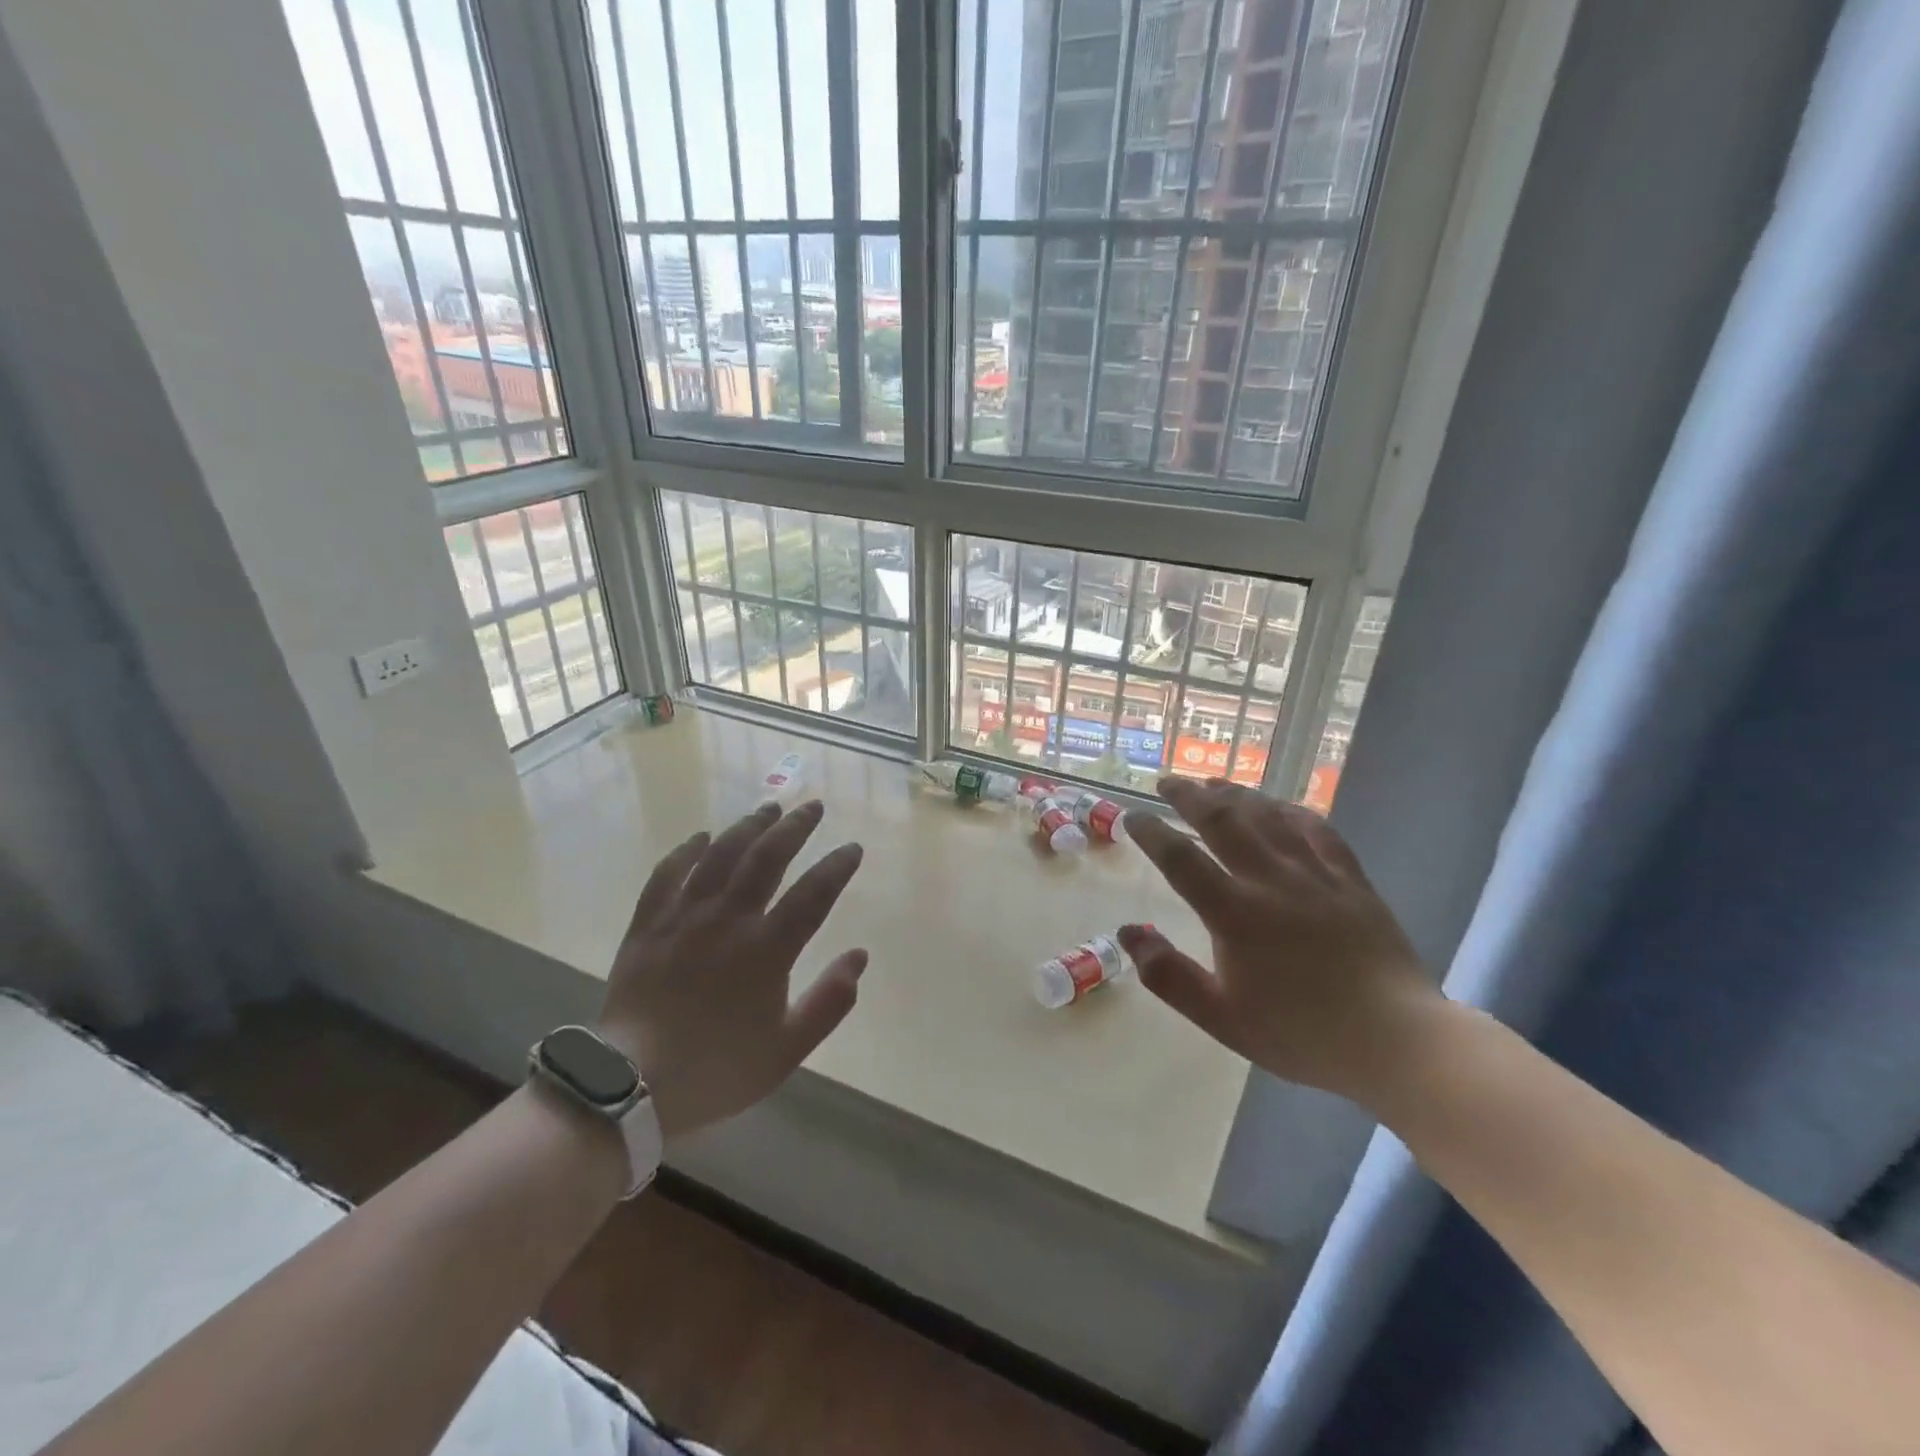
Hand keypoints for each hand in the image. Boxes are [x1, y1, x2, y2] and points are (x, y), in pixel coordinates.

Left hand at [596, 800, 866, 1139]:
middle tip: (813, 806)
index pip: (813, 894)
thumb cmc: (717, 1070)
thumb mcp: (787, 1050)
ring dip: (748, 827)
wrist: (631, 1086)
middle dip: (794, 827)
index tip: (852, 848)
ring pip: (721, 855)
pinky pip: (668, 874)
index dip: (836, 867)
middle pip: (767, 858)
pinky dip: (687, 851)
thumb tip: (859, 956)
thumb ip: (829, 1002)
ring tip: (768, 808)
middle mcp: (729, 920)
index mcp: (767, 950)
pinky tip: (701, 837)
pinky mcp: (648, 924)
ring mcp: (684, 917)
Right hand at [1120, 778, 1438, 1102]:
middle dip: (1189, 796)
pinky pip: (1318, 830)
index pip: (1181, 858)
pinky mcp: (1351, 880)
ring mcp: (1315, 875)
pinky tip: (1279, 806)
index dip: (1151, 832)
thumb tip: (1127, 932)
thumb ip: (1168, 975)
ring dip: (1235, 794)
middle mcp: (1271, 880)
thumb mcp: (1220, 1017)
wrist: (1396, 1041)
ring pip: (1268, 816)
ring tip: (1212, 784)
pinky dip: (1292, 810)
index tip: (1131, 816)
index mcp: (1234, 912)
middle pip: (1223, 821)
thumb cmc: (1300, 1033)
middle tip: (1166, 782)